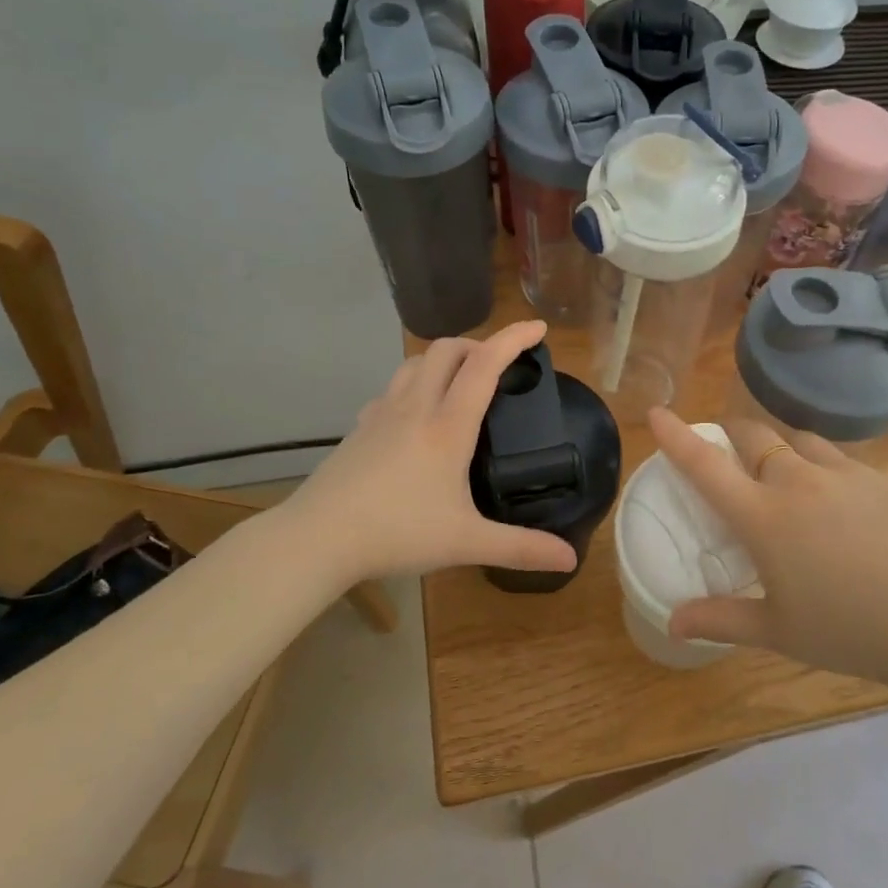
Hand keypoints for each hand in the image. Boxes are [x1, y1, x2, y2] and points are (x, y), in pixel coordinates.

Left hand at [278, 321, 579, 585]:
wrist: (317, 539)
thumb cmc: (396, 534)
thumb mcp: (466, 543)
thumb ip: (520, 547)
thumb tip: (570, 559)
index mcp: (447, 427)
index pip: (485, 365)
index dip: (514, 339)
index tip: (538, 327)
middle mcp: (415, 408)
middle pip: (446, 350)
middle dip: (478, 344)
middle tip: (500, 364)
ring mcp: (382, 414)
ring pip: (415, 363)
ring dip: (444, 359)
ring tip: (462, 381)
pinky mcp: (360, 428)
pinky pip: (392, 388)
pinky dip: (415, 384)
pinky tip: (416, 414)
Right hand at [648, 409, 887, 687]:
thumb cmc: (848, 632)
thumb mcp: (777, 631)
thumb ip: (720, 619)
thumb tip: (671, 622)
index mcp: (765, 516)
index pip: (706, 466)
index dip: (677, 437)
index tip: (657, 412)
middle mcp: (802, 481)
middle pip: (757, 437)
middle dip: (739, 439)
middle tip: (740, 459)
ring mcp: (852, 473)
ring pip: (808, 445)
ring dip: (792, 457)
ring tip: (803, 489)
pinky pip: (859, 469)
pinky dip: (847, 484)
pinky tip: (866, 519)